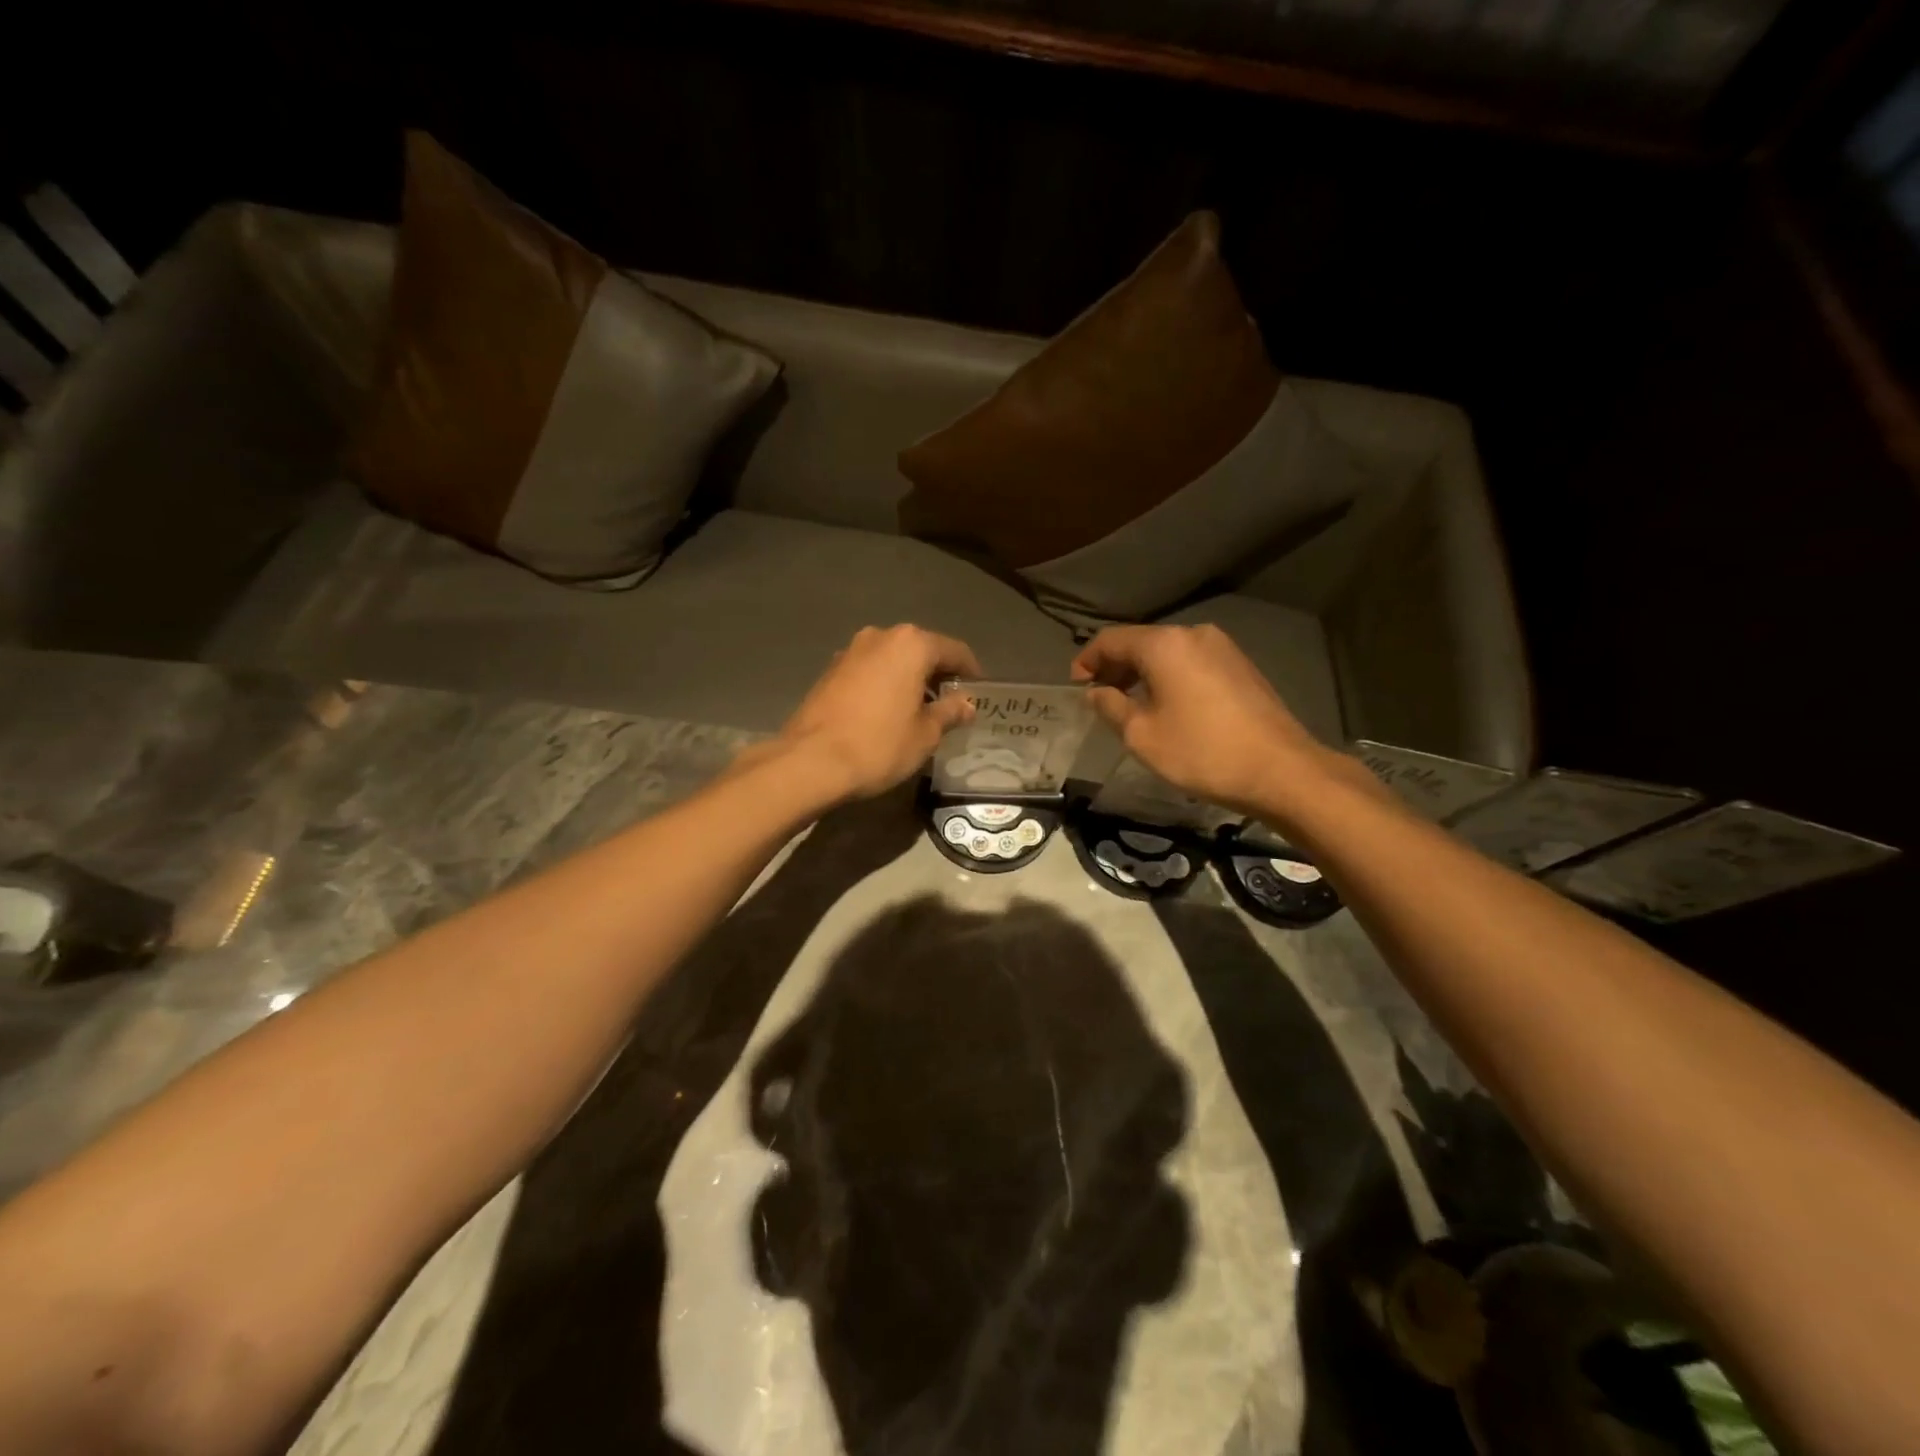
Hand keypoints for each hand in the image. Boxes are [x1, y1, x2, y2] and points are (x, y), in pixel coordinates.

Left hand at [778, 625, 981, 800]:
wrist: (810, 761)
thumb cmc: (879, 745)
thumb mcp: (925, 734)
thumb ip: (949, 712)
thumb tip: (966, 704)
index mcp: (911, 645)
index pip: (954, 651)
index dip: (971, 672)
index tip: (979, 693)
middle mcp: (880, 636)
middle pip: (921, 650)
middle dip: (938, 675)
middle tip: (951, 704)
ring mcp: (850, 651)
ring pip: (893, 659)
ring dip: (909, 679)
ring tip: (919, 710)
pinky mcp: (830, 671)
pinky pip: (870, 671)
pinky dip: (885, 685)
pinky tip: (887, 712)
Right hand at [1071, 624, 1365, 818]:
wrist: (1280, 770)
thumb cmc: (1201, 752)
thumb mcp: (1142, 735)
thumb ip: (1111, 707)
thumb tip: (1097, 692)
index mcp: (1165, 645)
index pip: (1112, 639)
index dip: (1088, 660)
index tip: (1076, 684)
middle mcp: (1194, 634)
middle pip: (1142, 642)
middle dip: (1116, 666)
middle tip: (1099, 696)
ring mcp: (1223, 648)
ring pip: (1168, 653)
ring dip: (1143, 673)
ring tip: (1129, 704)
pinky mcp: (1241, 666)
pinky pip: (1192, 663)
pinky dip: (1170, 677)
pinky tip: (1166, 705)